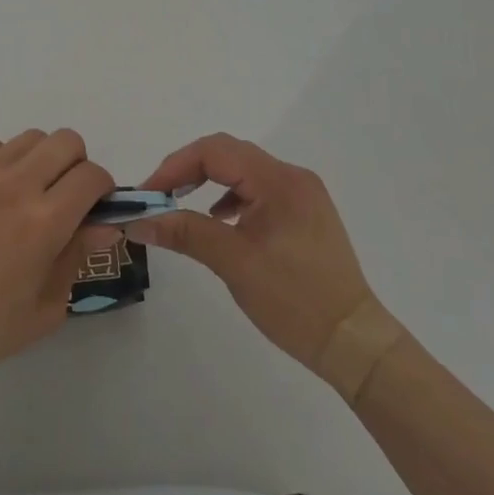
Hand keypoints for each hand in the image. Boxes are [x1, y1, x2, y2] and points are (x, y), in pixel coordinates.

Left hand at [0, 129, 118, 381]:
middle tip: (63, 196)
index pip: (92, 176)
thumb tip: (105, 224)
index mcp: (44, 222)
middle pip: (65, 141)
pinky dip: (1, 163)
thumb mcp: (44, 307)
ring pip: (28, 139)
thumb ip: (77, 258)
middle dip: (76, 165)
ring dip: (39, 161)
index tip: (94, 207)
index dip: (102, 189)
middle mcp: (15, 186)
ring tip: (24, 194)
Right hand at [127, 133, 382, 372]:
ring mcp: (302, 195)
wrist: (354, 342)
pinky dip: (231, 199)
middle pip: (228, 155)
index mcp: (278, 180)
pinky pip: (258, 191)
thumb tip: (139, 222)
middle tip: (158, 197)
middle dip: (188, 171)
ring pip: (243, 172)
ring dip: (208, 182)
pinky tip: (219, 221)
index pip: (215, 151)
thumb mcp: (234, 263)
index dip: (175, 166)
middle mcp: (292, 177)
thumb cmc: (295, 300)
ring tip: (180, 206)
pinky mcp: (304, 214)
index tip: (148, 194)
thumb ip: (185, 233)